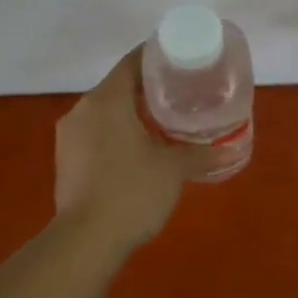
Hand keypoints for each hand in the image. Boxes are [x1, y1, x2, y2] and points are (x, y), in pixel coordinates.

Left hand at [55, 45, 212, 253]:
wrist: (86, 241)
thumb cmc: (132, 191)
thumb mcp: (173, 169)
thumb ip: (201, 153)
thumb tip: (231, 151)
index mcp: (106, 100)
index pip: (132, 62)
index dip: (157, 57)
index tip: (181, 60)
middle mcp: (82, 110)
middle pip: (119, 86)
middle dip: (149, 88)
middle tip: (182, 94)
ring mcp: (70, 136)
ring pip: (106, 111)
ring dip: (132, 113)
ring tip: (165, 121)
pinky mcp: (66, 160)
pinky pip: (96, 133)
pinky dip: (118, 133)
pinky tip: (140, 148)